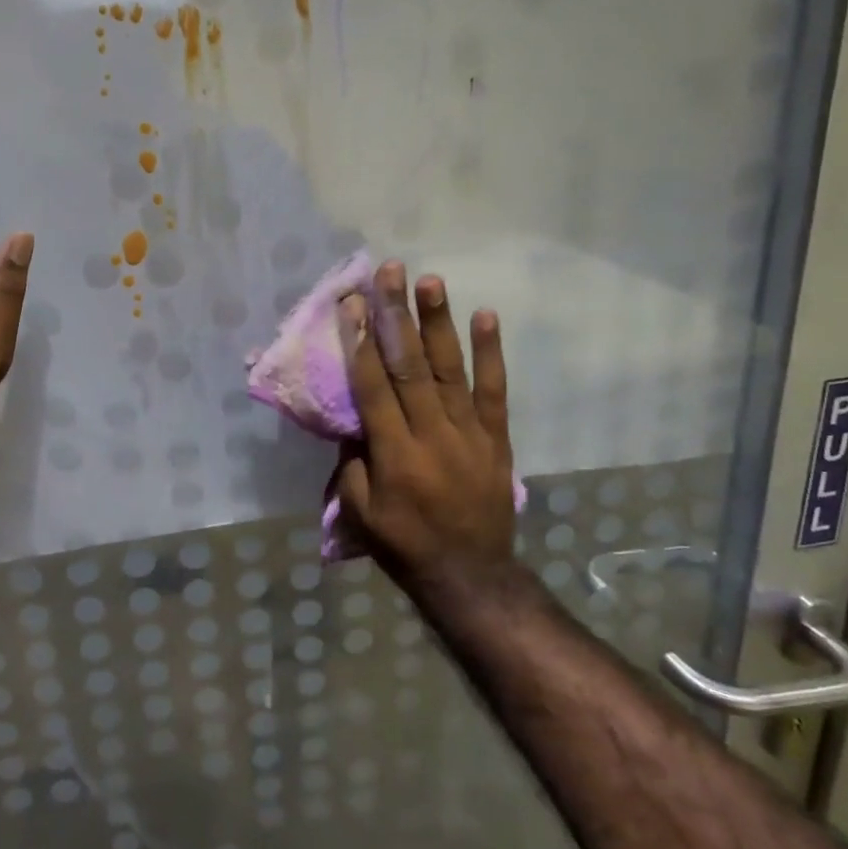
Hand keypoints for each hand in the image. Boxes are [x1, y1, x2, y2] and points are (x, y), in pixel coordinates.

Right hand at [333, 261, 524, 596]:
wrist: (470, 575)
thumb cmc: (404, 544)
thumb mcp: (360, 512)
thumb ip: (352, 462)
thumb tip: (355, 420)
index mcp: (393, 452)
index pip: (372, 385)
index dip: (360, 340)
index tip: (352, 302)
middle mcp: (431, 433)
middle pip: (410, 364)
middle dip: (397, 314)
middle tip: (390, 273)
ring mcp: (468, 432)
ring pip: (450, 368)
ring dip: (438, 322)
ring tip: (431, 281)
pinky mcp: (496, 437)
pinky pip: (494, 390)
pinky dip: (490, 352)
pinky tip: (485, 316)